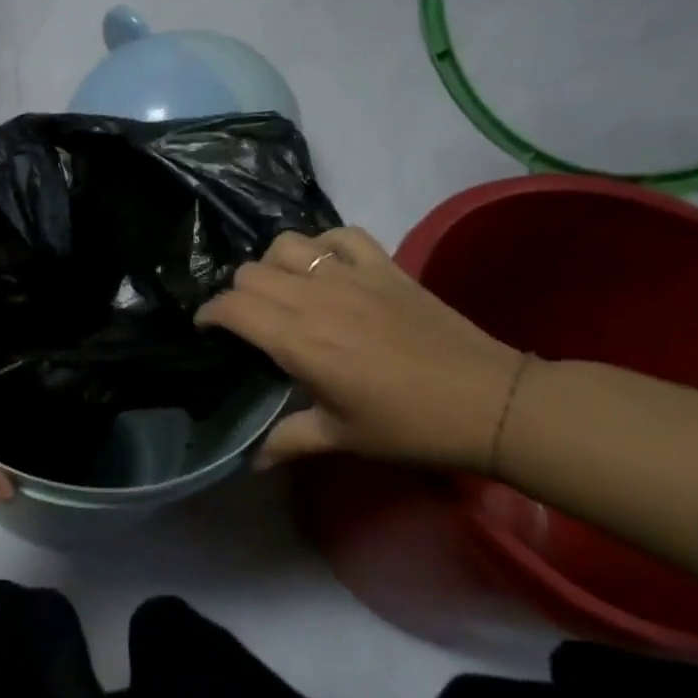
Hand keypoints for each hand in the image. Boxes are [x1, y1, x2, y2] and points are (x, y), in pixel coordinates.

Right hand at [196, 226, 523, 472]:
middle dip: (237, 293)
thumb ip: (288, 440)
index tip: (207, 328)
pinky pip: (342, 235)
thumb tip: (252, 462)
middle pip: (251, 272)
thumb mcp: (342, 437)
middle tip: (246, 319)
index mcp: (297, 340)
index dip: (209, 313)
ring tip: (281, 289)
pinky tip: (326, 266)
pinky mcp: (385, 267)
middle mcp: (315, 298)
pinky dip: (324, 244)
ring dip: (273, 264)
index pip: (233, 307)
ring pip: (288, 244)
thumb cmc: (408, 426)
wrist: (491, 402)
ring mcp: (352, 276)